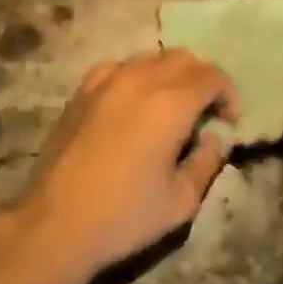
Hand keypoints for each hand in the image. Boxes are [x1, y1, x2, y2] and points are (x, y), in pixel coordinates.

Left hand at [13, 50, 238, 283]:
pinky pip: (119, 68)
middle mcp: (139, 79)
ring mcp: (105, 80)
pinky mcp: (81, 91)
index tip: (229, 121)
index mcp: (170, 102)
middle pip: (183, 58)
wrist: (53, 225)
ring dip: (169, 76)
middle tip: (204, 113)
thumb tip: (213, 140)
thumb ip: (206, 163)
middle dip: (201, 80)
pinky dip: (137, 78)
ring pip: (150, 58)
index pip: (211, 77)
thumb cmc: (124, 216)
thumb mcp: (181, 201)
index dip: (228, 95)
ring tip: (170, 108)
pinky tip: (132, 105)